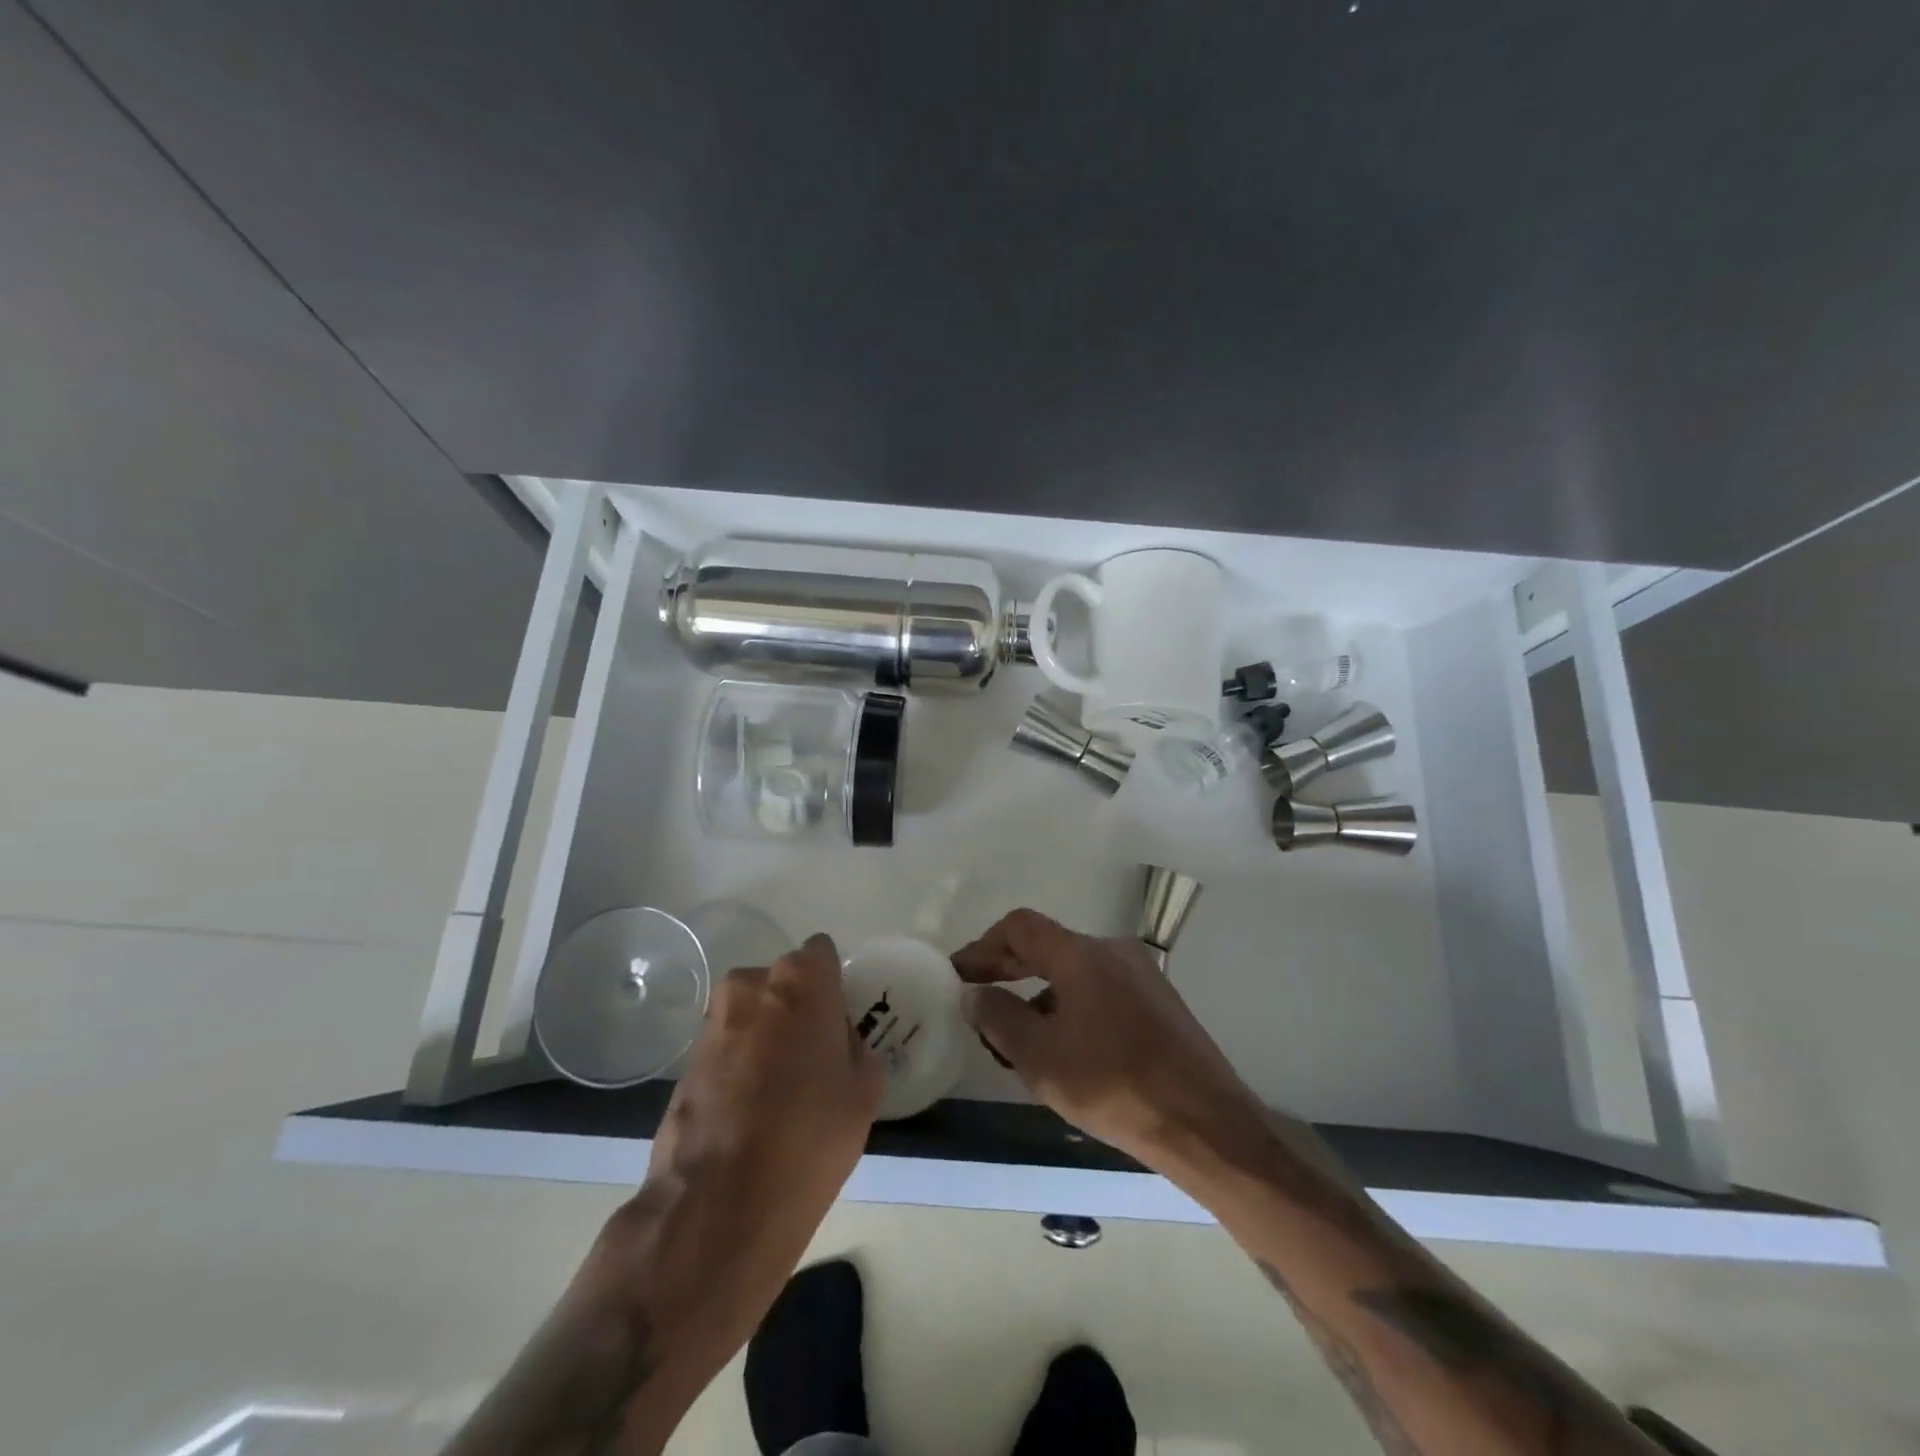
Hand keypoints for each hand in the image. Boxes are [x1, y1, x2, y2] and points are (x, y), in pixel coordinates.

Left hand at [592, 934, 882, 1356]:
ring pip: (752, 1014)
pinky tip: (749, 1113)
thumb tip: (837, 1044)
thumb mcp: (863, 1092)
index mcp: (800, 979)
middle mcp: (750, 984)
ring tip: (779, 1093)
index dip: (833, 986)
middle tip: (813, 1059)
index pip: (822, 954)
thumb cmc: (809, 1136)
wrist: (719, 1206)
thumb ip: (856, 1049)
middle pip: (784, 983)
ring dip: (766, 1036)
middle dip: (797, 1009)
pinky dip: (740, 1065)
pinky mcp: (684, 1061)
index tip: (839, 1023)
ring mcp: (711, 1022)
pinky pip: (727, 1047)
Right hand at [952, 908, 1263, 1174]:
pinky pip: (1100, 989)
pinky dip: (1070, 1005)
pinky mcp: (1158, 1001)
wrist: (1207, 1124)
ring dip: (1038, 991)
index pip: (1020, 927)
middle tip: (977, 993)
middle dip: (1008, 967)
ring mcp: (1141, 974)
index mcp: (1082, 954)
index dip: (984, 946)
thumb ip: (999, 1018)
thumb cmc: (1115, 1085)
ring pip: (1074, 970)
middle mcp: (1113, 951)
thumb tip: (975, 993)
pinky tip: (1062, 1044)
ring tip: (1014, 1032)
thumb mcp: (1042, 1058)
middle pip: (1048, 945)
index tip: (960, 973)